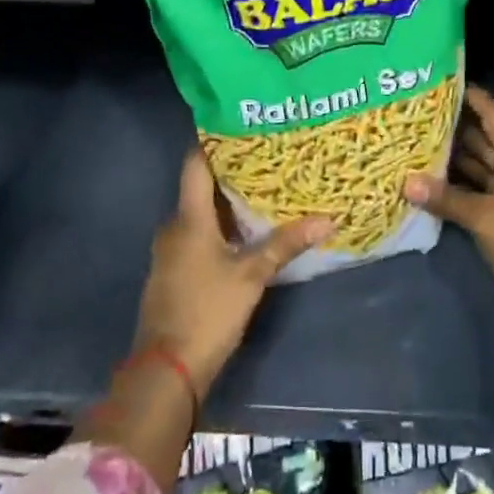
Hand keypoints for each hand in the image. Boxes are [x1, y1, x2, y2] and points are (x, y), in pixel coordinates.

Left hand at [134, 149, 330, 399]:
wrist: (166, 370)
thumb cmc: (207, 311)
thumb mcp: (251, 275)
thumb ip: (285, 244)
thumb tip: (328, 218)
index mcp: (188, 219)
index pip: (195, 165)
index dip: (213, 141)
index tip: (239, 123)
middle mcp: (174, 227)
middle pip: (200, 188)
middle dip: (231, 173)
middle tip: (267, 156)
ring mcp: (170, 252)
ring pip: (200, 214)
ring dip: (227, 203)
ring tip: (264, 188)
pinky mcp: (174, 272)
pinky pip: (198, 236)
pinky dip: (220, 227)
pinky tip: (246, 231)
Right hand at [404, 85, 493, 297]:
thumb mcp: (481, 217)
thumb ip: (445, 198)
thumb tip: (407, 183)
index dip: (477, 100)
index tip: (454, 83)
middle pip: (489, 140)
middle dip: (461, 128)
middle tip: (430, 114)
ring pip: (487, 165)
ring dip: (462, 157)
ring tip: (429, 142)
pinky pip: (488, 186)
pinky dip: (468, 182)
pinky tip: (443, 179)